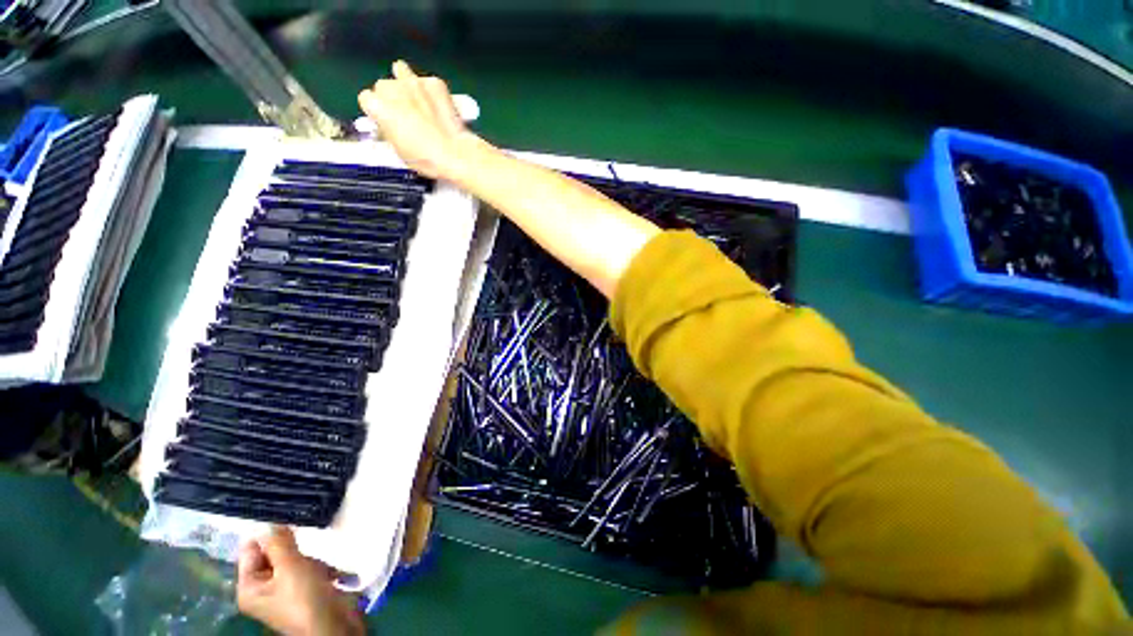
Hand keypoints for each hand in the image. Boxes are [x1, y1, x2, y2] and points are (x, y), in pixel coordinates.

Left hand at [237, 526, 363, 635]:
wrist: (333, 626)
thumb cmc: (304, 599)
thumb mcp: (291, 567)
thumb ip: (279, 543)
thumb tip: (270, 521)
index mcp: (249, 587)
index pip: (250, 551)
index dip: (266, 534)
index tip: (285, 516)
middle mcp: (263, 589)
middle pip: (273, 554)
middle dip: (293, 547)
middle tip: (305, 540)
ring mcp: (285, 591)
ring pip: (294, 560)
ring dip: (310, 557)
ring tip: (320, 565)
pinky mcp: (306, 591)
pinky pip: (308, 568)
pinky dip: (320, 566)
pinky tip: (330, 571)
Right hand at [358, 60, 487, 181]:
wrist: (455, 154)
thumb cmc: (425, 158)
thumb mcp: (398, 150)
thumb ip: (388, 131)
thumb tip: (388, 126)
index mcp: (378, 106)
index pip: (367, 99)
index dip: (377, 111)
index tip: (386, 120)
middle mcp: (392, 88)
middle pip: (384, 86)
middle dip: (392, 98)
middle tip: (405, 114)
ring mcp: (414, 82)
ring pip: (401, 72)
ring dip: (406, 84)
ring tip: (417, 101)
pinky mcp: (435, 83)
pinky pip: (428, 82)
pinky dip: (431, 91)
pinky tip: (438, 105)